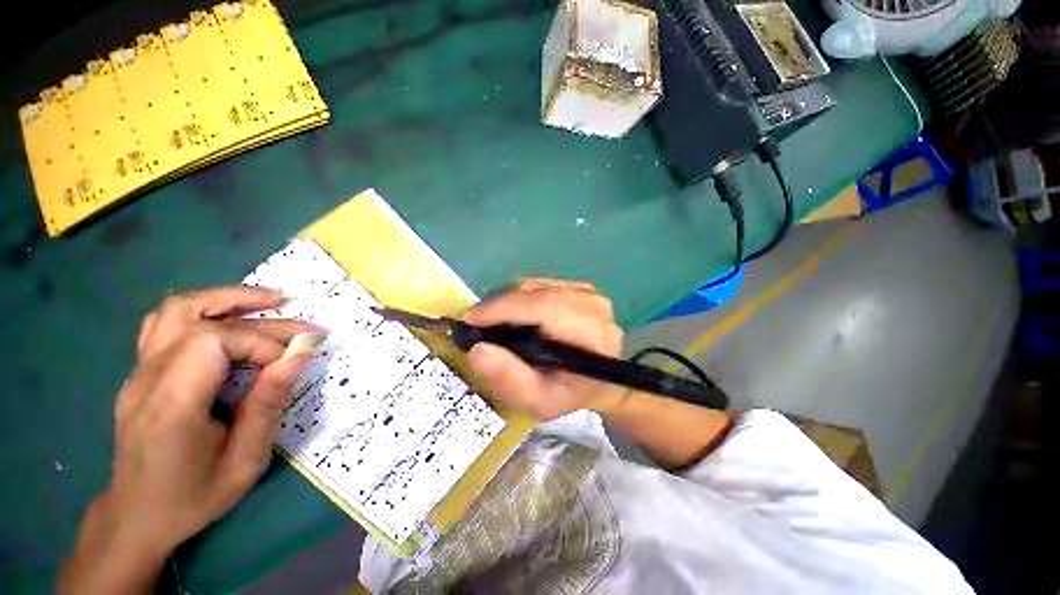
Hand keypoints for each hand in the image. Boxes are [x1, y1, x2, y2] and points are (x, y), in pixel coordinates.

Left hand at [61, 286, 320, 593]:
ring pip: (176, 309)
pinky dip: (205, 311)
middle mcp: (148, 378)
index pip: (214, 341)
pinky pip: (167, 324)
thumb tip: (299, 357)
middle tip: (302, 322)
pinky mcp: (141, 372)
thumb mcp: (244, 461)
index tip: (291, 362)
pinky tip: (230, 318)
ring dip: (226, 298)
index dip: (261, 343)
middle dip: (258, 314)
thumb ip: (268, 404)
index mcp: (171, 404)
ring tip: (269, 301)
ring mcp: (138, 372)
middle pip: (198, 317)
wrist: (136, 517)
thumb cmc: (193, 496)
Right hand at [462, 278, 624, 420]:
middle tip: (477, 324)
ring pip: (534, 285)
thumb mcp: (539, 400)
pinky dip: (520, 297)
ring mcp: (588, 292)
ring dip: (507, 301)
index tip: (469, 318)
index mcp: (591, 333)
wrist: (602, 380)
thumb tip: (477, 350)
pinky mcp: (580, 286)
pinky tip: (516, 316)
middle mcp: (592, 304)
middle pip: (534, 292)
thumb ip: (509, 379)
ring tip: (494, 322)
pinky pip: (540, 284)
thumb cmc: (571, 394)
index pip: (542, 307)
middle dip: (498, 305)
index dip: (502, 308)